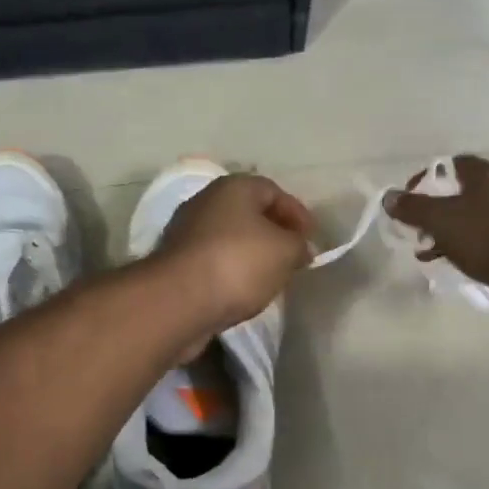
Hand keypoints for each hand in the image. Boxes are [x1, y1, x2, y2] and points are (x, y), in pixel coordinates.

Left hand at [152, 174, 315, 334]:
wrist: (179, 300)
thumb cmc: (239, 263)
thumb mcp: (285, 251)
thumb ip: (299, 245)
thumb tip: (300, 248)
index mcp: (233, 187)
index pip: (272, 190)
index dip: (296, 212)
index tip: (312, 238)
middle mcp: (206, 201)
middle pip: (248, 212)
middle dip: (273, 232)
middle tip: (293, 255)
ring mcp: (186, 232)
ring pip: (229, 237)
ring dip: (251, 253)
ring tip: (272, 275)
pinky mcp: (176, 262)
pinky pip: (213, 260)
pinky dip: (231, 270)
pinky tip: (243, 289)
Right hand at [384, 155, 488, 332]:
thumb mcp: (442, 219)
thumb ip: (413, 207)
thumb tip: (389, 196)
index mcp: (484, 176)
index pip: (449, 165)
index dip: (424, 179)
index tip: (405, 201)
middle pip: (456, 194)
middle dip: (430, 210)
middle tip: (411, 228)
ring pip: (466, 221)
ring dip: (442, 234)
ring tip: (422, 250)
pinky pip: (478, 244)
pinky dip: (459, 250)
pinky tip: (446, 265)